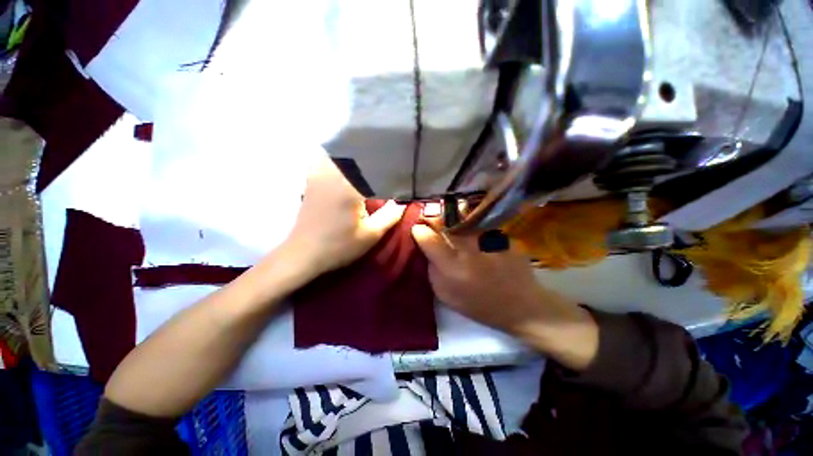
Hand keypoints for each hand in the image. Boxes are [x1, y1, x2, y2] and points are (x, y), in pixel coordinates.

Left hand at [283, 157, 405, 277]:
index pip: (374, 166)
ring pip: (339, 153)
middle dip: (373, 155)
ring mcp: (318, 175)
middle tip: (388, 159)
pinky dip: (337, 157)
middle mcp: (333, 174)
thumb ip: (390, 216)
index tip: (400, 167)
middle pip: (356, 154)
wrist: (304, 254)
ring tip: (370, 158)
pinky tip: (346, 164)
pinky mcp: (311, 180)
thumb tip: (403, 202)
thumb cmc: (339, 246)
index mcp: (349, 186)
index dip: (389, 165)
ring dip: (354, 154)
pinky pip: (325, 159)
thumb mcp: (371, 235)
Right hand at [411, 223, 598, 370]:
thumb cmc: (479, 305)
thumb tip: (426, 248)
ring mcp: (489, 241)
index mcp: (452, 269)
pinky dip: (473, 225)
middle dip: (434, 218)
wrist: (522, 306)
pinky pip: (481, 225)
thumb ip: (433, 270)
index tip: (418, 229)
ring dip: (453, 217)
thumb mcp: (446, 296)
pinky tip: (475, 232)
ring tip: (452, 221)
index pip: (428, 239)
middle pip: (446, 223)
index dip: (419, 231)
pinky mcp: (504, 237)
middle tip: (430, 218)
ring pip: (464, 219)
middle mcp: (470, 251)